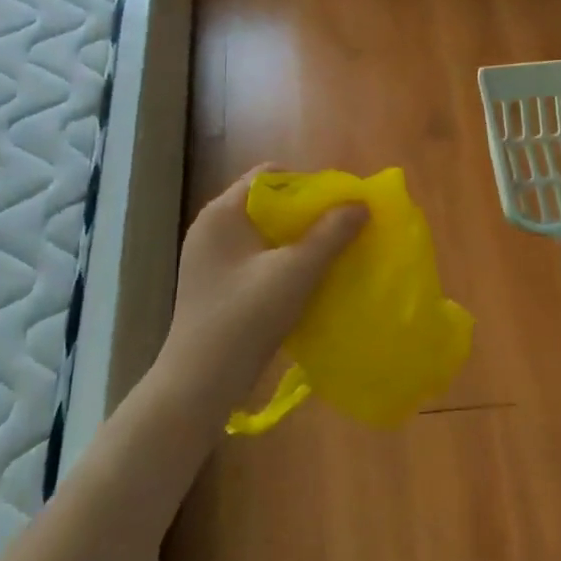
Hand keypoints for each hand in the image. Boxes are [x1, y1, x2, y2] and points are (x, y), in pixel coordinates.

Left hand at [158, 167, 366, 413]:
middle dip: (306, 213)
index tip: (339, 203)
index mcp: (222, 213)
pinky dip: (281, 261)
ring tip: (331, 253)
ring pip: (262, 234)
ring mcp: (210, 258)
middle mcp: (211, 228)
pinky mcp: (214, 285)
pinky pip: (254, 258)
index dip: (307, 183)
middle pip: (267, 203)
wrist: (199, 385)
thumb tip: (361, 203)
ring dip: (296, 240)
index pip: (269, 175)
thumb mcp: (295, 272)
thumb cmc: (245, 318)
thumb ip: (330, 234)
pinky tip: (305, 280)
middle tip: (342, 228)